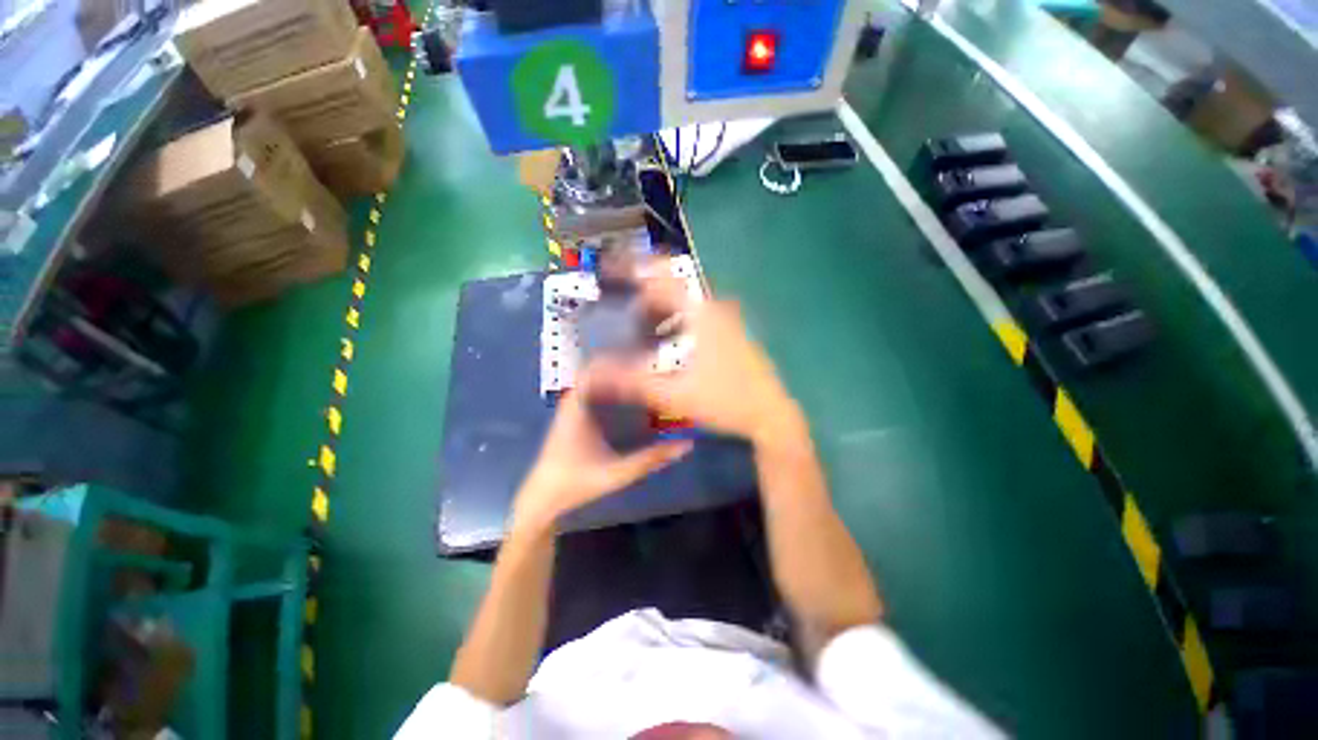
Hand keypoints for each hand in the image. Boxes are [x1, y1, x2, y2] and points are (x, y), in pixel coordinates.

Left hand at [511, 371, 692, 535]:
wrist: (542, 498)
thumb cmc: (576, 483)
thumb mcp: (618, 473)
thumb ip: (652, 459)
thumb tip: (685, 445)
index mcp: (578, 407)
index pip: (596, 367)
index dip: (619, 358)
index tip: (646, 356)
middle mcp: (573, 401)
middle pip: (598, 369)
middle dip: (623, 363)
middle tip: (653, 364)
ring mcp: (571, 407)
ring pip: (594, 379)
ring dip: (616, 374)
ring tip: (645, 373)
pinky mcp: (573, 415)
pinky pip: (592, 391)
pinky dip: (609, 387)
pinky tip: (629, 395)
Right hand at [591, 278, 801, 444]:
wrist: (770, 415)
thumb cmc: (725, 402)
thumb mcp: (675, 394)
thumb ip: (632, 383)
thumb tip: (593, 375)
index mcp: (701, 315)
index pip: (662, 277)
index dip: (634, 268)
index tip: (611, 267)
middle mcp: (715, 309)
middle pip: (673, 289)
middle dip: (646, 297)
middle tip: (626, 315)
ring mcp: (727, 320)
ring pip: (686, 304)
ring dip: (662, 312)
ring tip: (643, 331)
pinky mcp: (732, 333)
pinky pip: (698, 316)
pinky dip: (678, 322)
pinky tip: (669, 344)